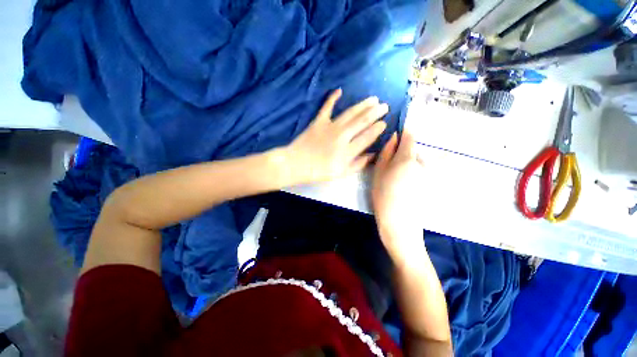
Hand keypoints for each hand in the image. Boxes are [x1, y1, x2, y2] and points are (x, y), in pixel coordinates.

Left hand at [284, 89, 388, 183]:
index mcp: (348, 150)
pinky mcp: (319, 121)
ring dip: (363, 105)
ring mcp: (330, 126)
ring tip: (373, 99)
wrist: (297, 164)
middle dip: (376, 112)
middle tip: (384, 106)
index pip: (368, 136)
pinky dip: (332, 98)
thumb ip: (358, 164)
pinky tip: (339, 90)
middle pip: (362, 121)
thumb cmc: (319, 171)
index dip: (378, 128)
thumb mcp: (341, 173)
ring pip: (350, 112)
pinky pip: (327, 107)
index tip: (385, 122)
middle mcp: (342, 135)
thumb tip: (372, 155)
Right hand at [372, 131, 426, 262]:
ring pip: (417, 163)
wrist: (399, 223)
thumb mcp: (378, 173)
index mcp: (408, 158)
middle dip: (402, 155)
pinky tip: (404, 188)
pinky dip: (412, 176)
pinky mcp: (432, 184)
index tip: (398, 133)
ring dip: (407, 167)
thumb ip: (386, 153)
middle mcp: (423, 163)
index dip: (404, 132)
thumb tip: (393, 137)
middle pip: (412, 151)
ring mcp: (430, 174)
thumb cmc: (383, 196)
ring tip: (396, 182)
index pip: (410, 137)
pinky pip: (421, 173)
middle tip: (389, 170)